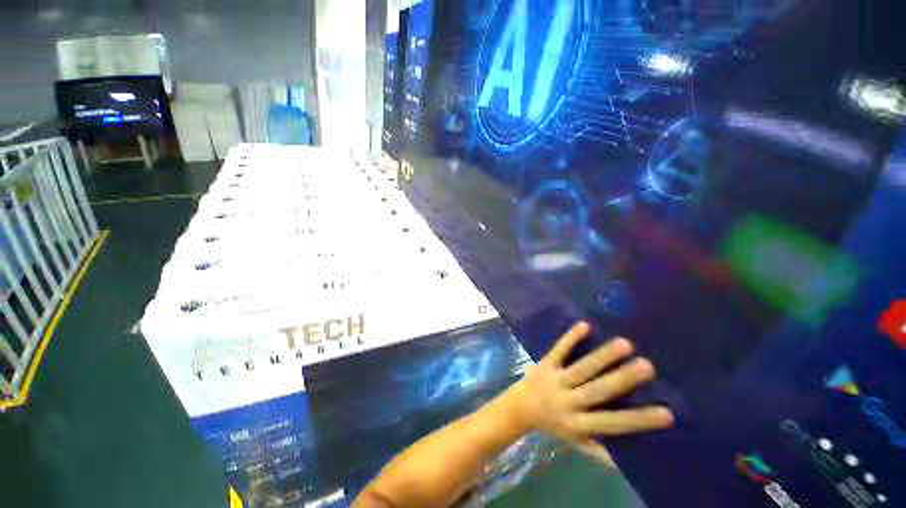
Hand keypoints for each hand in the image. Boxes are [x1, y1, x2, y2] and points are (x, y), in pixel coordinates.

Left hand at [509, 321, 673, 444]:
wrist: (520, 407)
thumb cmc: (553, 425)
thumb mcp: (575, 442)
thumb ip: (598, 448)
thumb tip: (628, 460)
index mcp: (577, 424)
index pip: (612, 423)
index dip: (638, 420)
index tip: (668, 413)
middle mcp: (568, 401)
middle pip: (597, 391)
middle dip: (622, 379)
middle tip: (648, 366)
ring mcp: (555, 379)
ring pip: (580, 368)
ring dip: (602, 356)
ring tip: (625, 344)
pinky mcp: (545, 364)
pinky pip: (558, 350)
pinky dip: (570, 338)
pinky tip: (585, 325)